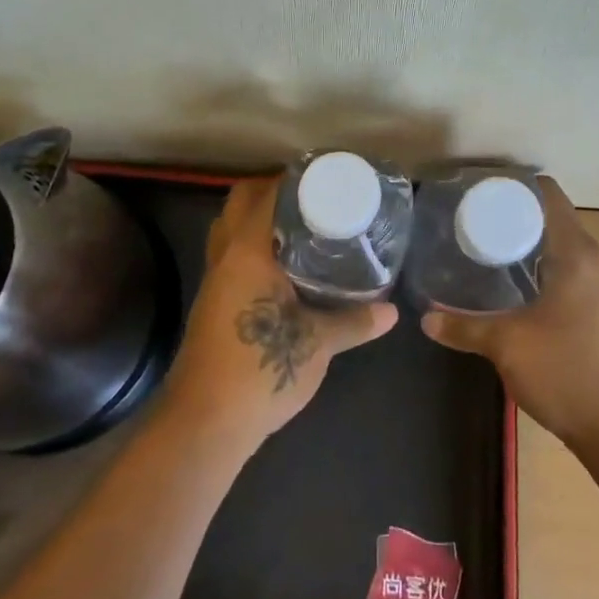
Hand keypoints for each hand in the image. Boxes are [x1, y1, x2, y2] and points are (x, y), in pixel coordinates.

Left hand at [161, 176, 398, 450]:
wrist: (206, 422)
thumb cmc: (261, 369)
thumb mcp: (317, 344)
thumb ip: (354, 322)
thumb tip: (392, 311)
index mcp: (248, 252)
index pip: (264, 194)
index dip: (290, 178)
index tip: (321, 175)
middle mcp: (225, 255)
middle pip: (238, 202)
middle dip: (269, 191)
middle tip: (309, 197)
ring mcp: (213, 278)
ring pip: (229, 228)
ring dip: (256, 218)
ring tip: (298, 224)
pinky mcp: (211, 301)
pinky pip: (229, 254)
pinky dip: (250, 245)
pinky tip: (280, 263)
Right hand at [421, 177, 598, 448]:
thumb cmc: (565, 371)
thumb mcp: (506, 344)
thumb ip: (463, 326)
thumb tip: (425, 316)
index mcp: (576, 253)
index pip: (549, 195)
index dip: (516, 185)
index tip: (480, 188)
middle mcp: (592, 260)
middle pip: (551, 217)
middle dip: (513, 213)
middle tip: (471, 216)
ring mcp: (598, 285)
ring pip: (558, 245)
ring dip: (526, 240)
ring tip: (482, 243)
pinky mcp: (597, 308)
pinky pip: (564, 268)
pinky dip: (537, 264)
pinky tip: (508, 281)